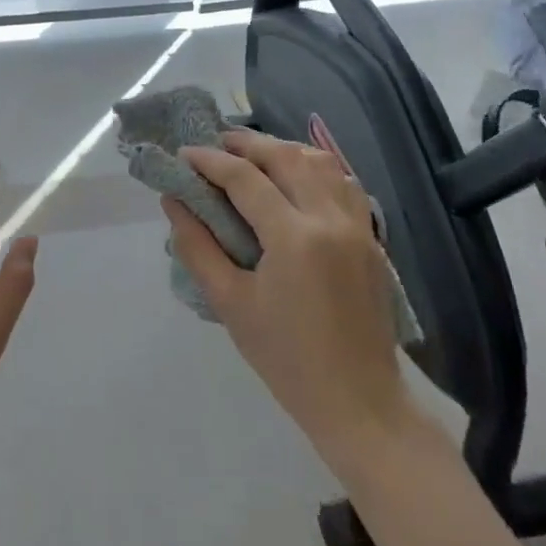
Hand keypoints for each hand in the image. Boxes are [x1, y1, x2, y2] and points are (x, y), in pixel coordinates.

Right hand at [165, 128, 409, 448]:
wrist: (360, 403)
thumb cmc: (286, 358)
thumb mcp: (230, 303)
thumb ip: (197, 246)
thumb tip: (173, 201)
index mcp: (294, 237)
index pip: (245, 178)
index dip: (210, 161)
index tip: (184, 154)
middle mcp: (330, 219)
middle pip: (287, 157)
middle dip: (247, 143)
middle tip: (216, 143)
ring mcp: (358, 227)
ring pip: (322, 162)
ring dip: (284, 149)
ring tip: (254, 154)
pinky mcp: (372, 239)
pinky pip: (344, 183)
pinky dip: (316, 168)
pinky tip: (297, 178)